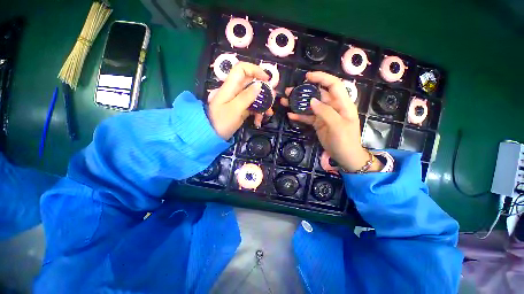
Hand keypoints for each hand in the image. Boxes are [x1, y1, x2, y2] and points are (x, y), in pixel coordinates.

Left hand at [208, 62, 273, 139]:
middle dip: (263, 92)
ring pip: (253, 96)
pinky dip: (257, 112)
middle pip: (251, 84)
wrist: (211, 136)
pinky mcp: (240, 109)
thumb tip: (259, 84)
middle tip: (272, 100)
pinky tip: (259, 121)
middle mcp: (234, 91)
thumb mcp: (235, 109)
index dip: (255, 70)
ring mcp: (238, 101)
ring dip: (262, 104)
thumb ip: (246, 96)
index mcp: (230, 87)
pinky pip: (251, 107)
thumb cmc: (221, 122)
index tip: (267, 79)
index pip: (241, 69)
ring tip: (268, 114)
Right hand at [281, 72, 382, 171]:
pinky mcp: (318, 123)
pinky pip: (307, 117)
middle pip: (318, 94)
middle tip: (289, 91)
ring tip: (285, 101)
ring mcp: (324, 115)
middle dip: (304, 91)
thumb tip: (312, 100)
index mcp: (342, 104)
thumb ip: (325, 112)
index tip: (307, 77)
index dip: (321, 78)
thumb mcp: (337, 126)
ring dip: (298, 103)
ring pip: (310, 106)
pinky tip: (290, 115)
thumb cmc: (345, 141)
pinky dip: (299, 116)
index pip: (333, 85)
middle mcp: (333, 107)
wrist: (344, 156)